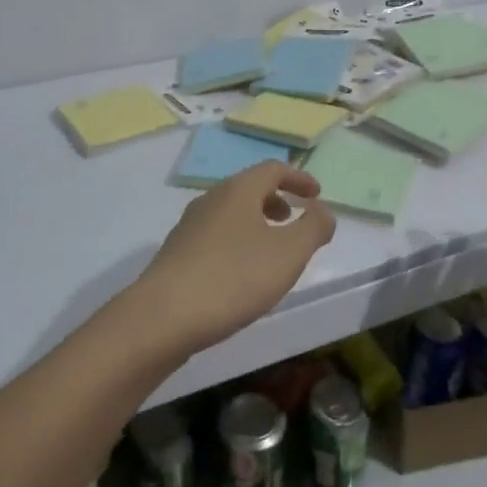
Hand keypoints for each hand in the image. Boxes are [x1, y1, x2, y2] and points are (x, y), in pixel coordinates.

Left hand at [133, 162, 336, 357]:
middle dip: (275, 199)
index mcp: (238, 190)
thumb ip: (314, 228)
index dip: (298, 178)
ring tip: (271, 250)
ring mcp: (189, 226)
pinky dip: (237, 241)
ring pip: (230, 212)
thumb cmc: (234, 278)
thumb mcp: (289, 253)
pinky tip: (240, 274)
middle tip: (293, 219)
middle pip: (248, 188)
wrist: (163, 317)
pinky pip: (216, 235)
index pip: (272, 169)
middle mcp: (211, 199)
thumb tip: (322, 210)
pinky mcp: (177, 254)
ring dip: (255, 222)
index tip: (316, 194)